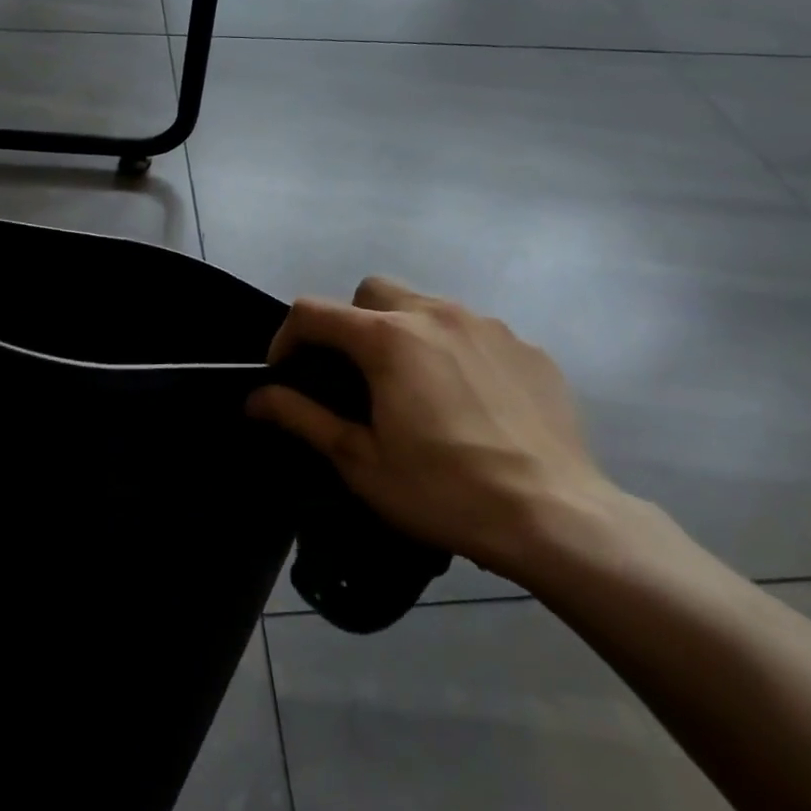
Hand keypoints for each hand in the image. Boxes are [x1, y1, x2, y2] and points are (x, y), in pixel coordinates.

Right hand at [248, 276, 623, 583]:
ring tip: (413, 389)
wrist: (555, 517)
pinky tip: (467, 401)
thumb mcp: (360, 461)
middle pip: (372, 292)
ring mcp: (488, 326)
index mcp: (388, 339)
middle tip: (354, 377)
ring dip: (403, 333)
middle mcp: (436, 314)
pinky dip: (453, 351)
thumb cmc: (443, 491)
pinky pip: (473, 332)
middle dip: (349, 324)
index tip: (287, 374)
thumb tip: (256, 398)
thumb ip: (302, 417)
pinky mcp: (527, 347)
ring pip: (426, 306)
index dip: (287, 338)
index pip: (314, 312)